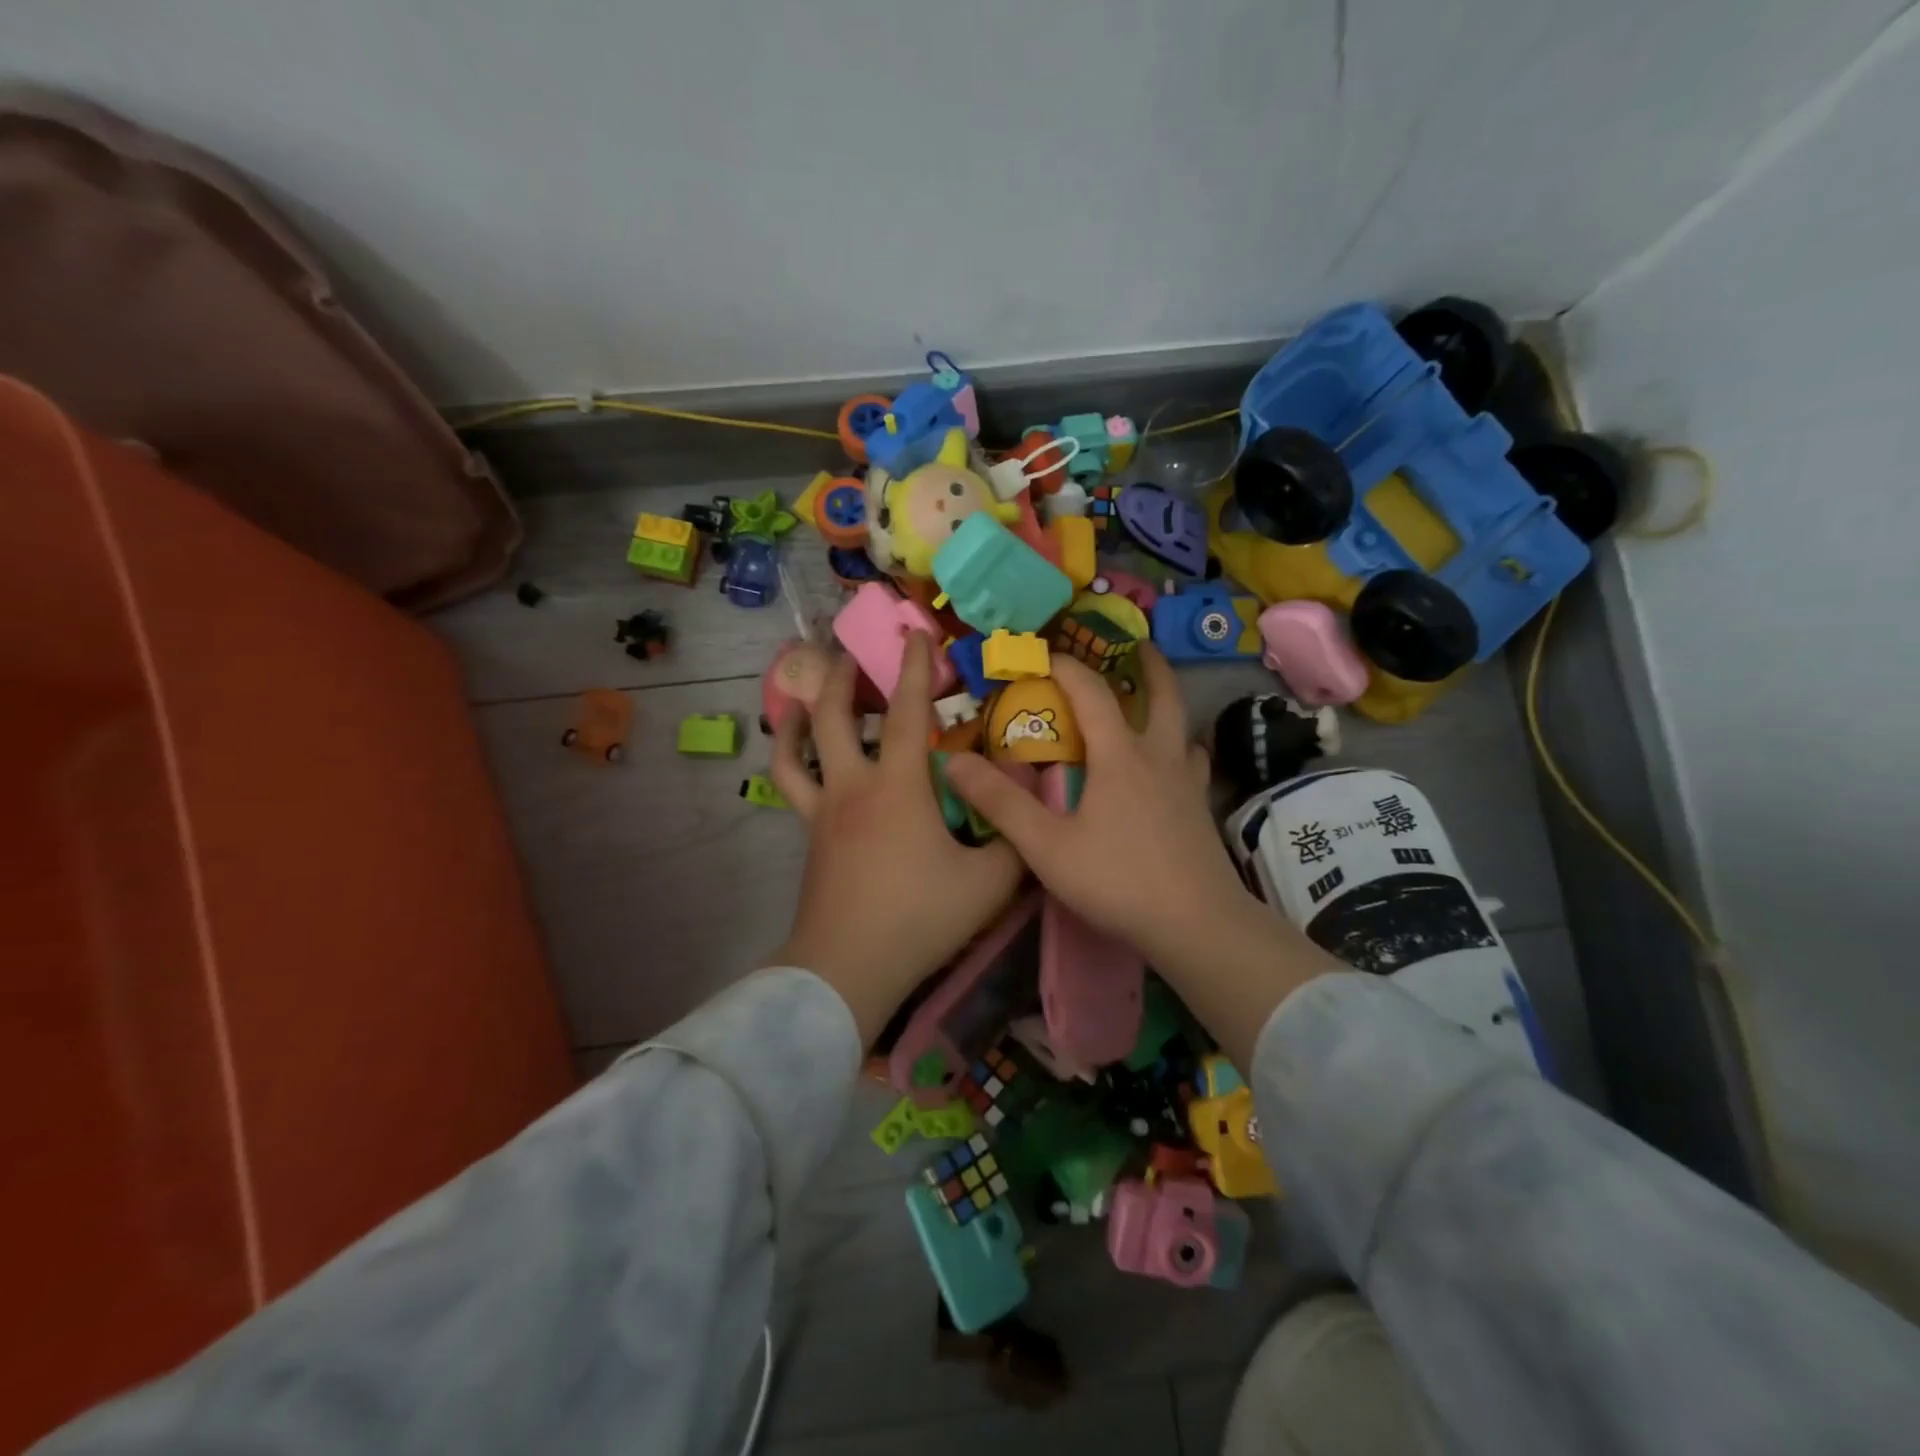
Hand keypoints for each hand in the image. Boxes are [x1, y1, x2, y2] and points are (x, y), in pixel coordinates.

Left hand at [766, 634, 1024, 1043]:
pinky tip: (798, 755)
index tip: (916, 633)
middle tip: (850, 652)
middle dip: (841, 675)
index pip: (904, 711)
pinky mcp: (808, 837)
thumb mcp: (988, 883)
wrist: (849, 967)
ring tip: (808, 693)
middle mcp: (852, 786)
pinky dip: (789, 758)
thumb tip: (1030, 810)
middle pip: (833, 714)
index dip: (914, 668)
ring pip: (796, 748)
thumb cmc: (919, 918)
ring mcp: (822, 811)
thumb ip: (1016, 841)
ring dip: (801, 712)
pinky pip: (790, 785)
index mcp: (897, 787)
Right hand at [944, 647, 1339, 1069]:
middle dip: (1146, 664)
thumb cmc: (1117, 880)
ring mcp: (1187, 782)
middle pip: (1161, 694)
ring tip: (1152, 702)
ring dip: (1167, 704)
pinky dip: (1181, 749)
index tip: (1042, 653)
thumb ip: (1000, 802)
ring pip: (1182, 726)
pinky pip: (1192, 763)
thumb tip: (954, 761)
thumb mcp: (1046, 846)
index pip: (1091, 692)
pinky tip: (1173, 766)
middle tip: (1136, 645)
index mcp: (1120, 755)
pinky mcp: (1201, 810)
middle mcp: (1158, 756)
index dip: (1065, 666)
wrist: (1196, 925)